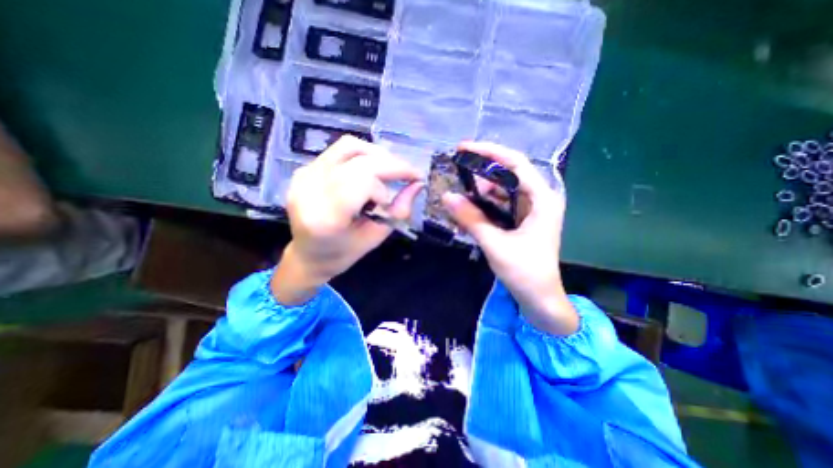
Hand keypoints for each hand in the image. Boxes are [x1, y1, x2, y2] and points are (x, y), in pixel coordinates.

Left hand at [274, 134, 424, 303]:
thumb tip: (417, 185)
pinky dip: (364, 156)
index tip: (413, 182)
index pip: (365, 180)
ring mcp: (305, 176)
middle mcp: (310, 190)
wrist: (306, 255)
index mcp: (327, 218)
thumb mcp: (375, 238)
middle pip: (359, 160)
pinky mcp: (305, 169)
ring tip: (391, 171)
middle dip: (392, 163)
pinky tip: (372, 171)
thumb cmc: (342, 253)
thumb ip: (398, 211)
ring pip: (349, 147)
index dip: (394, 175)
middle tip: (410, 173)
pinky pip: (340, 151)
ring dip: (378, 155)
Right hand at [442, 141, 580, 333]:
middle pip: (507, 174)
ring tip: (460, 195)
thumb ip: (471, 219)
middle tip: (457, 172)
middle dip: (481, 173)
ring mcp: (529, 210)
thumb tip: (447, 196)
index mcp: (542, 199)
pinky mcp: (520, 220)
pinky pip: (499, 204)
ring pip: (501, 190)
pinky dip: (483, 205)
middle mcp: (538, 199)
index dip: (489, 152)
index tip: (464, 148)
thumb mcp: (495, 244)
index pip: (515, 163)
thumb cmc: (525, 272)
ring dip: (480, 191)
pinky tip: (468, 209)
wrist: (539, 298)